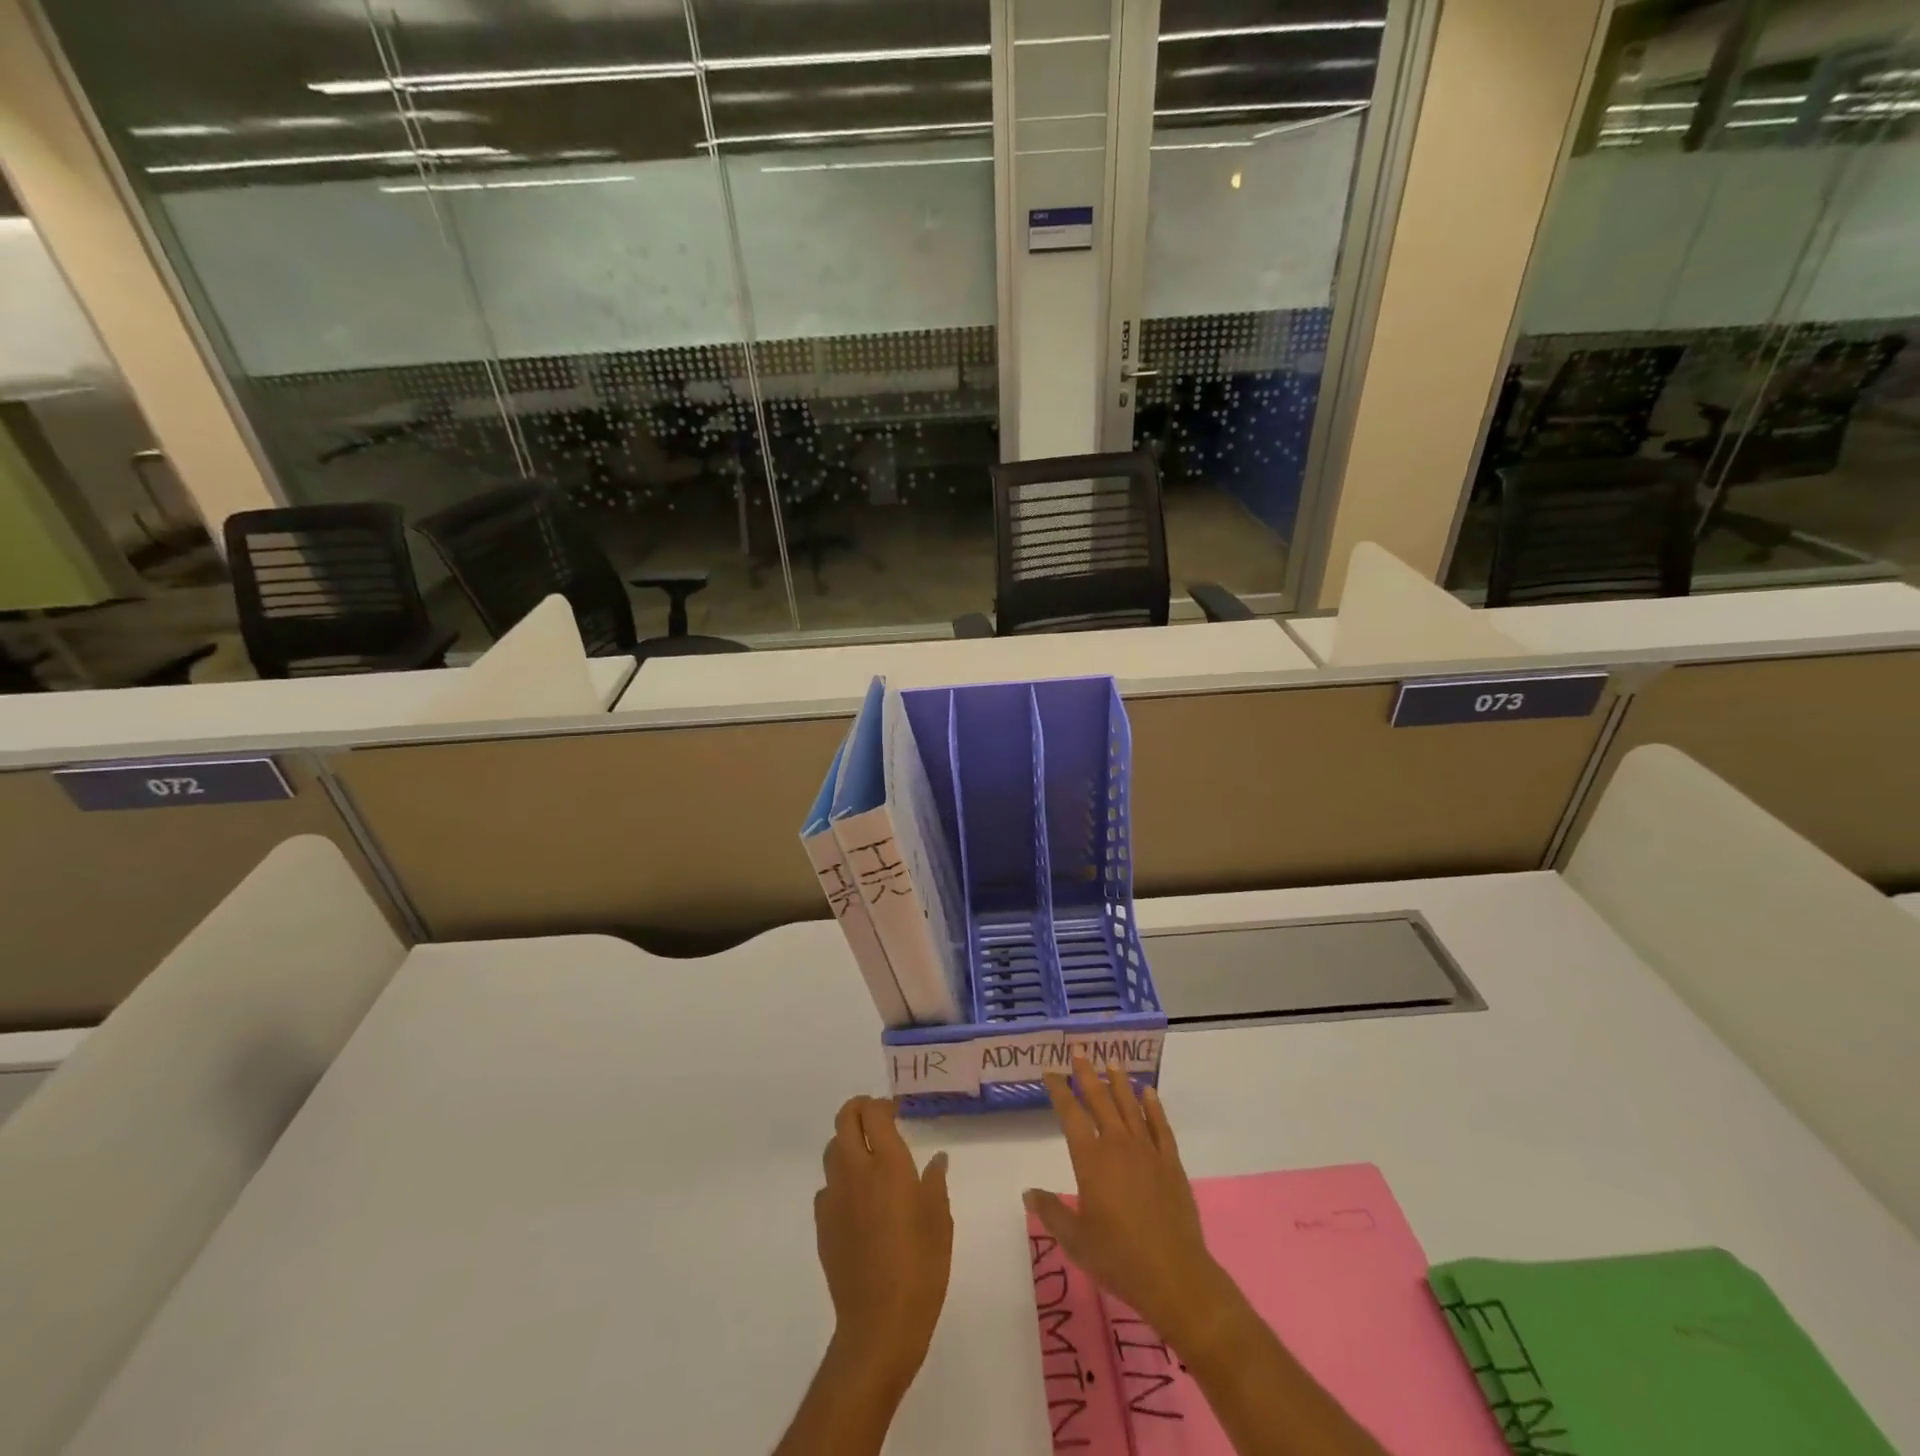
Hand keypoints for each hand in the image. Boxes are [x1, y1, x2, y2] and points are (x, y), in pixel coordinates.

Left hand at [814, 1095, 952, 1392]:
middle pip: (844, 1120)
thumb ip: (935, 1183)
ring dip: (847, 1142)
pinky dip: (840, 1180)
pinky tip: (857, 1201)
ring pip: (831, 1150)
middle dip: (858, 1110)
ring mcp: (835, 1197)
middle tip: (877, 1119)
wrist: (880, 1323)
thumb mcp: (940, 1221)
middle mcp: (856, 1171)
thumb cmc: (921, 1267)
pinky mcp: (823, 1224)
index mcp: (889, 1165)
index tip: (896, 1111)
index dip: (883, 1104)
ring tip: (867, 1157)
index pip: (873, 1113)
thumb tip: (936, 1160)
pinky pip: (827, 1186)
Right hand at [1026, 1055, 1235, 1352]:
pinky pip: (1160, 1126)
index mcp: (1091, 1160)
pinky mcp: (1171, 1163)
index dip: (1059, 1091)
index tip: (1051, 1070)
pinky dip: (1154, 1107)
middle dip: (1087, 1075)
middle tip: (1079, 1052)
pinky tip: (1148, 1092)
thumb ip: (1051, 1212)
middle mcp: (1118, 1146)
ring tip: (1111, 1062)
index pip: (1071, 1115)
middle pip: (1100, 1101)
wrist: (1174, 1275)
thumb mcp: (1075, 1240)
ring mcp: (1147, 1151)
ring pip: (1130, 1107)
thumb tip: (1028, 1192)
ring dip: (1119, 1083)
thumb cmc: (1118, 1258)